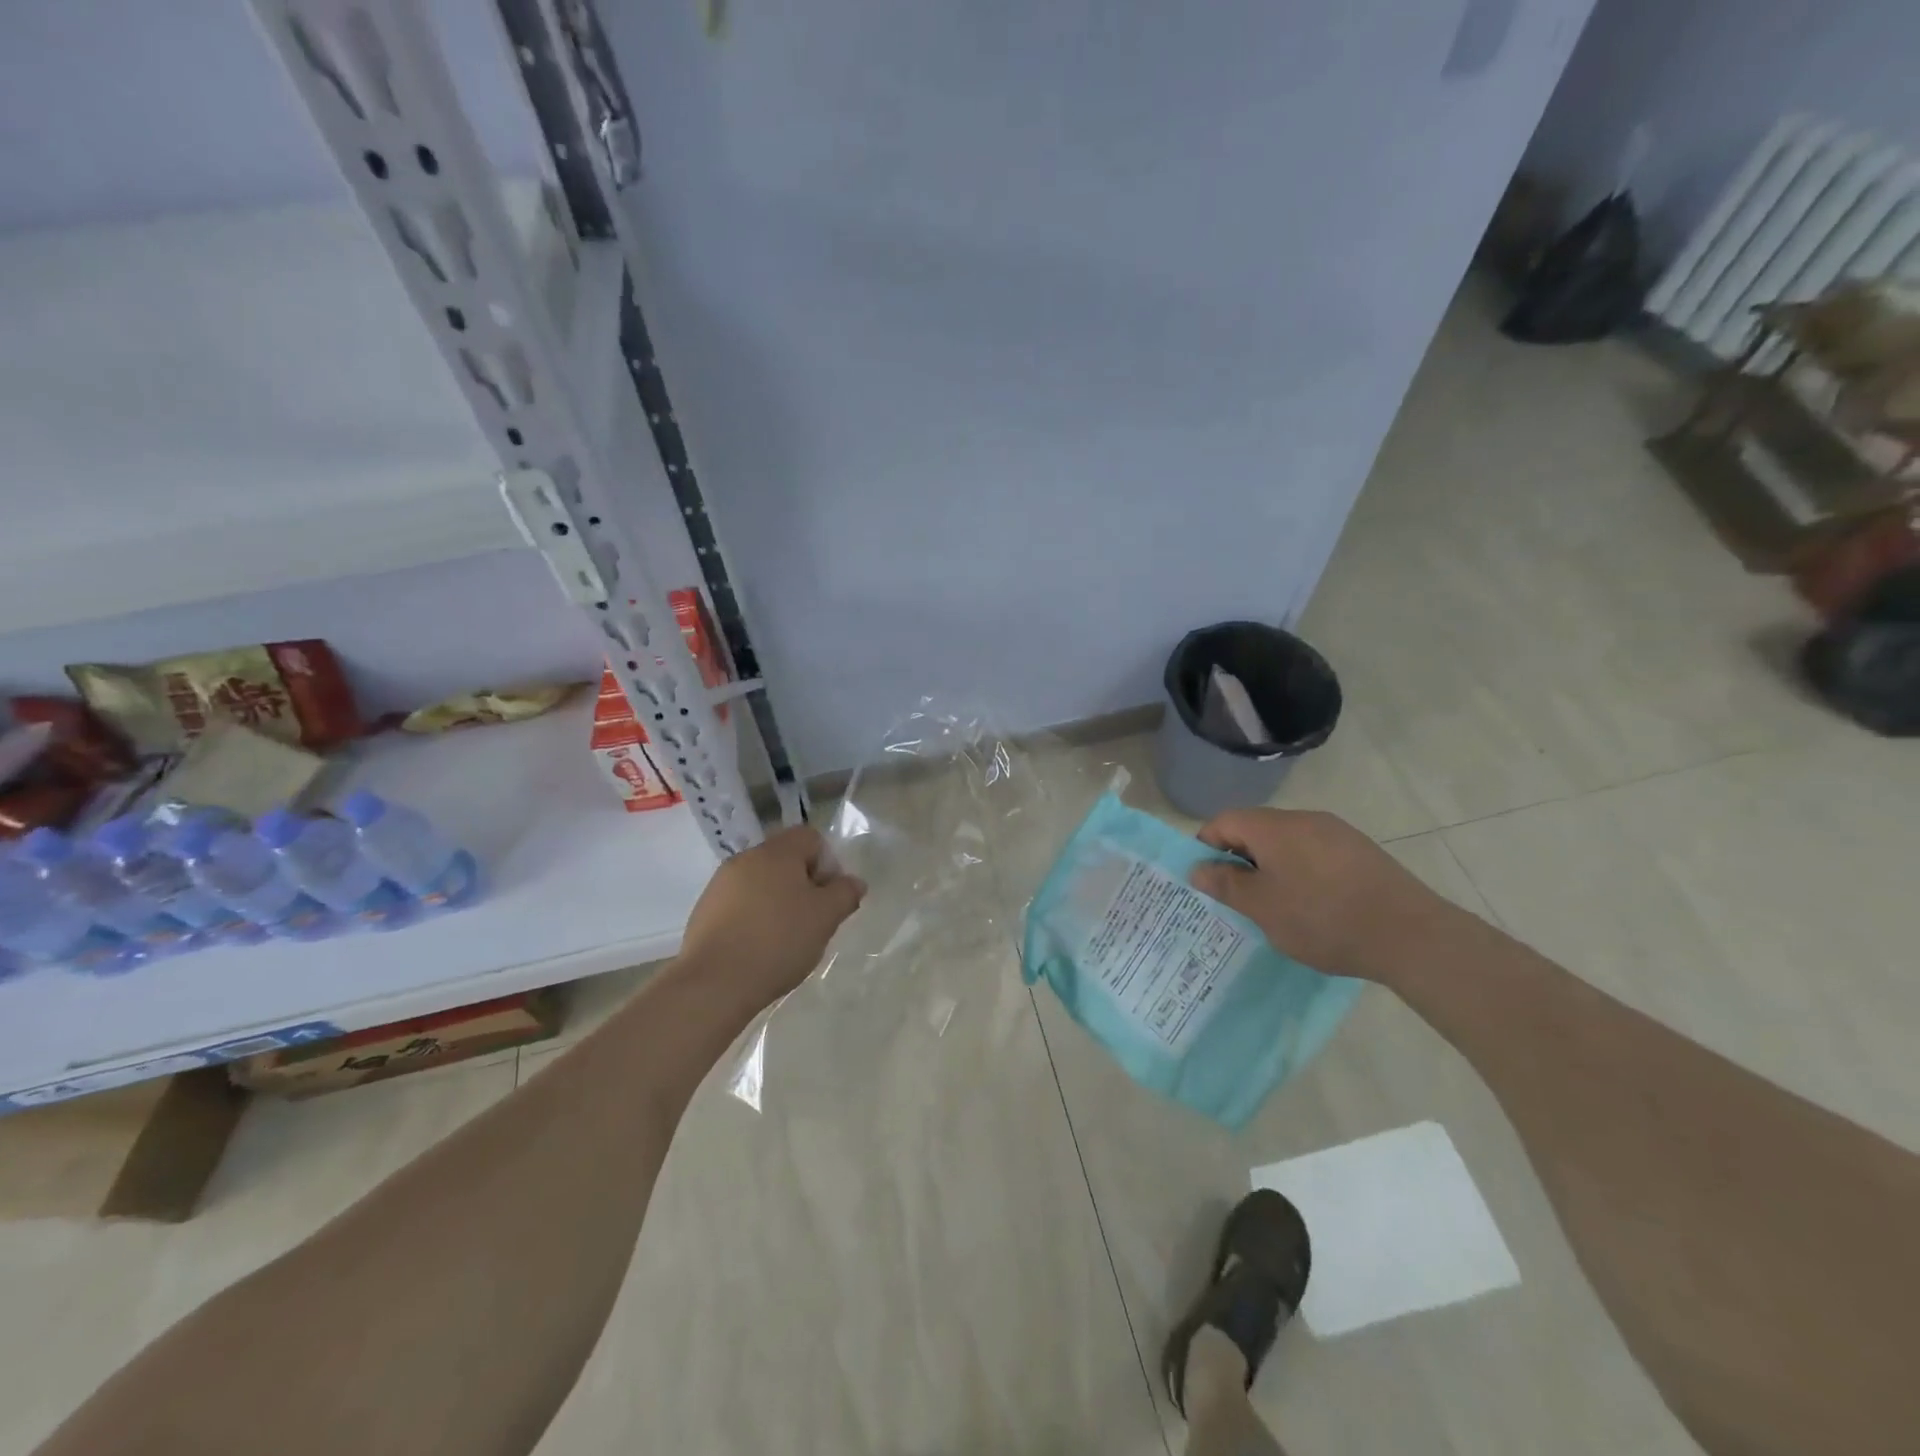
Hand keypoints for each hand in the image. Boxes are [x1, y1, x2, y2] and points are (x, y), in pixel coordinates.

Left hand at [677, 825, 865, 1007]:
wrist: (714, 982)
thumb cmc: (778, 941)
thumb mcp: (826, 918)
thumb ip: (845, 894)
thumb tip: (854, 882)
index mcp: (776, 852)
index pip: (810, 837)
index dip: (827, 863)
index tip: (829, 897)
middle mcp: (745, 859)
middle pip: (785, 860)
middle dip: (803, 885)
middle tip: (813, 920)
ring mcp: (720, 884)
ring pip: (761, 883)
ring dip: (778, 902)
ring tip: (786, 939)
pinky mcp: (704, 911)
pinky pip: (740, 904)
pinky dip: (754, 918)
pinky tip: (759, 948)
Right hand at [1188, 809, 1450, 982]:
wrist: (1410, 935)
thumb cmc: (1322, 918)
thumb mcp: (1262, 908)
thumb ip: (1226, 884)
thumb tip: (1198, 867)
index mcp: (1273, 827)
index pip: (1224, 821)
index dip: (1206, 847)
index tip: (1207, 881)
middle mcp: (1304, 819)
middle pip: (1256, 829)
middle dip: (1240, 860)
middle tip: (1238, 899)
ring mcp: (1337, 833)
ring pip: (1287, 843)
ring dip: (1272, 868)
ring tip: (1275, 907)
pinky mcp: (1362, 852)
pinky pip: (1315, 854)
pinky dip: (1302, 873)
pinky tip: (1313, 906)